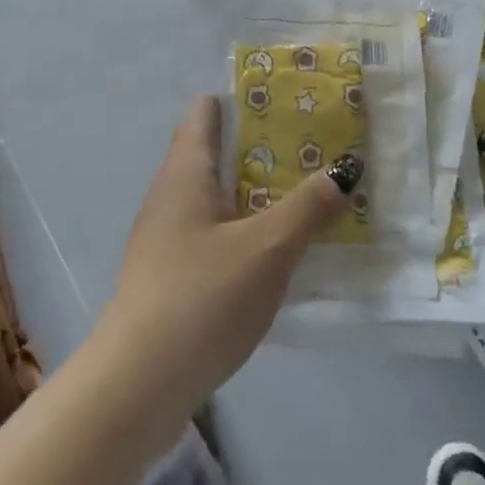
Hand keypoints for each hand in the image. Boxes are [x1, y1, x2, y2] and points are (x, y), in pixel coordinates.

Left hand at [100, 97, 358, 415]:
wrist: (138, 385)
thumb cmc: (202, 298)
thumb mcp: (267, 248)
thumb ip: (308, 206)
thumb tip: (346, 167)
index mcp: (185, 172)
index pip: (206, 111)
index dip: (243, 99)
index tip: (288, 101)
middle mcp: (170, 194)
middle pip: (214, 152)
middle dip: (261, 146)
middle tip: (312, 147)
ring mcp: (165, 236)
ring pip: (215, 195)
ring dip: (255, 190)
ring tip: (304, 192)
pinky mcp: (170, 273)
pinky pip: (212, 232)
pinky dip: (242, 227)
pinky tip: (274, 249)